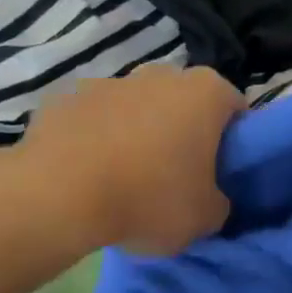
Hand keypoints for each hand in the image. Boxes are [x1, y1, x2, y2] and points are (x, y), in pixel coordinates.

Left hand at [0, 65, 244, 256]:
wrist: (56, 197)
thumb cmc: (149, 199)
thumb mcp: (205, 217)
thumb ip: (218, 201)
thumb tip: (208, 198)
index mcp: (205, 92)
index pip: (235, 108)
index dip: (233, 140)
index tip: (221, 170)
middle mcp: (160, 74)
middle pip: (183, 101)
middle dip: (183, 130)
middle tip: (177, 175)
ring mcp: (108, 82)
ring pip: (136, 107)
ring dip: (137, 132)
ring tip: (126, 178)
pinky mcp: (64, 99)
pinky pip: (93, 120)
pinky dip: (95, 139)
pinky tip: (88, 175)